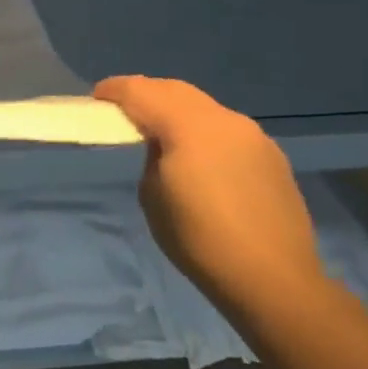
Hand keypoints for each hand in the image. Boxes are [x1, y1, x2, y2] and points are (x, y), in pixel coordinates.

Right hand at [93, 75, 323, 312]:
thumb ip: (151, 155)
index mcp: (190, 128)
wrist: (273, 279)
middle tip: (121, 110)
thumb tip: (160, 144)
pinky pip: (225, 127)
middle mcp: (225, 120)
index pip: (142, 91)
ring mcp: (254, 136)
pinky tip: (195, 153)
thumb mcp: (151, 194)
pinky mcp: (271, 155)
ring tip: (156, 130)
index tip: (95, 99)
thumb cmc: (197, 239)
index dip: (114, 90)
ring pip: (203, 105)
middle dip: (144, 93)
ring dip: (174, 109)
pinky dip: (200, 128)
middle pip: (175, 89)